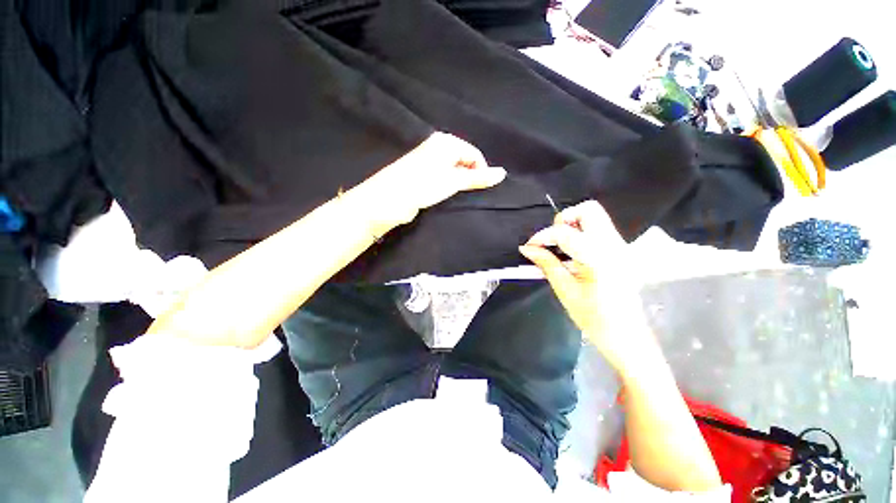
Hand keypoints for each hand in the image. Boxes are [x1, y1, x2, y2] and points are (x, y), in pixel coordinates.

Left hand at [358, 132, 505, 229]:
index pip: (474, 154)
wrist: (389, 198)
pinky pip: (443, 176)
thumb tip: (503, 173)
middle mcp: (438, 147)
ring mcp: (429, 160)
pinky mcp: (423, 173)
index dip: (481, 172)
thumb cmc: (424, 185)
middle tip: (469, 192)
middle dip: (470, 176)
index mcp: (446, 142)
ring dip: (459, 182)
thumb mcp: (454, 181)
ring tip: (456, 194)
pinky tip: (446, 193)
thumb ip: (478, 178)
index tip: (482, 189)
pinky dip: (449, 184)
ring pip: (453, 170)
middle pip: (464, 161)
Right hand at [519, 201, 654, 370]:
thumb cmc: (593, 318)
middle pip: (589, 210)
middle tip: (552, 239)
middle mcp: (613, 245)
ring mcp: (620, 246)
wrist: (626, 335)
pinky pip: (598, 229)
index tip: (529, 246)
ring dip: (572, 225)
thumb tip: (527, 248)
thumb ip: (546, 263)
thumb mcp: (565, 290)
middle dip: (564, 219)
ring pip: (595, 216)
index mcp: (598, 258)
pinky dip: (580, 232)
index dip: (542, 236)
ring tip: (559, 246)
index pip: (564, 232)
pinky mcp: (619, 250)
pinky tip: (571, 252)